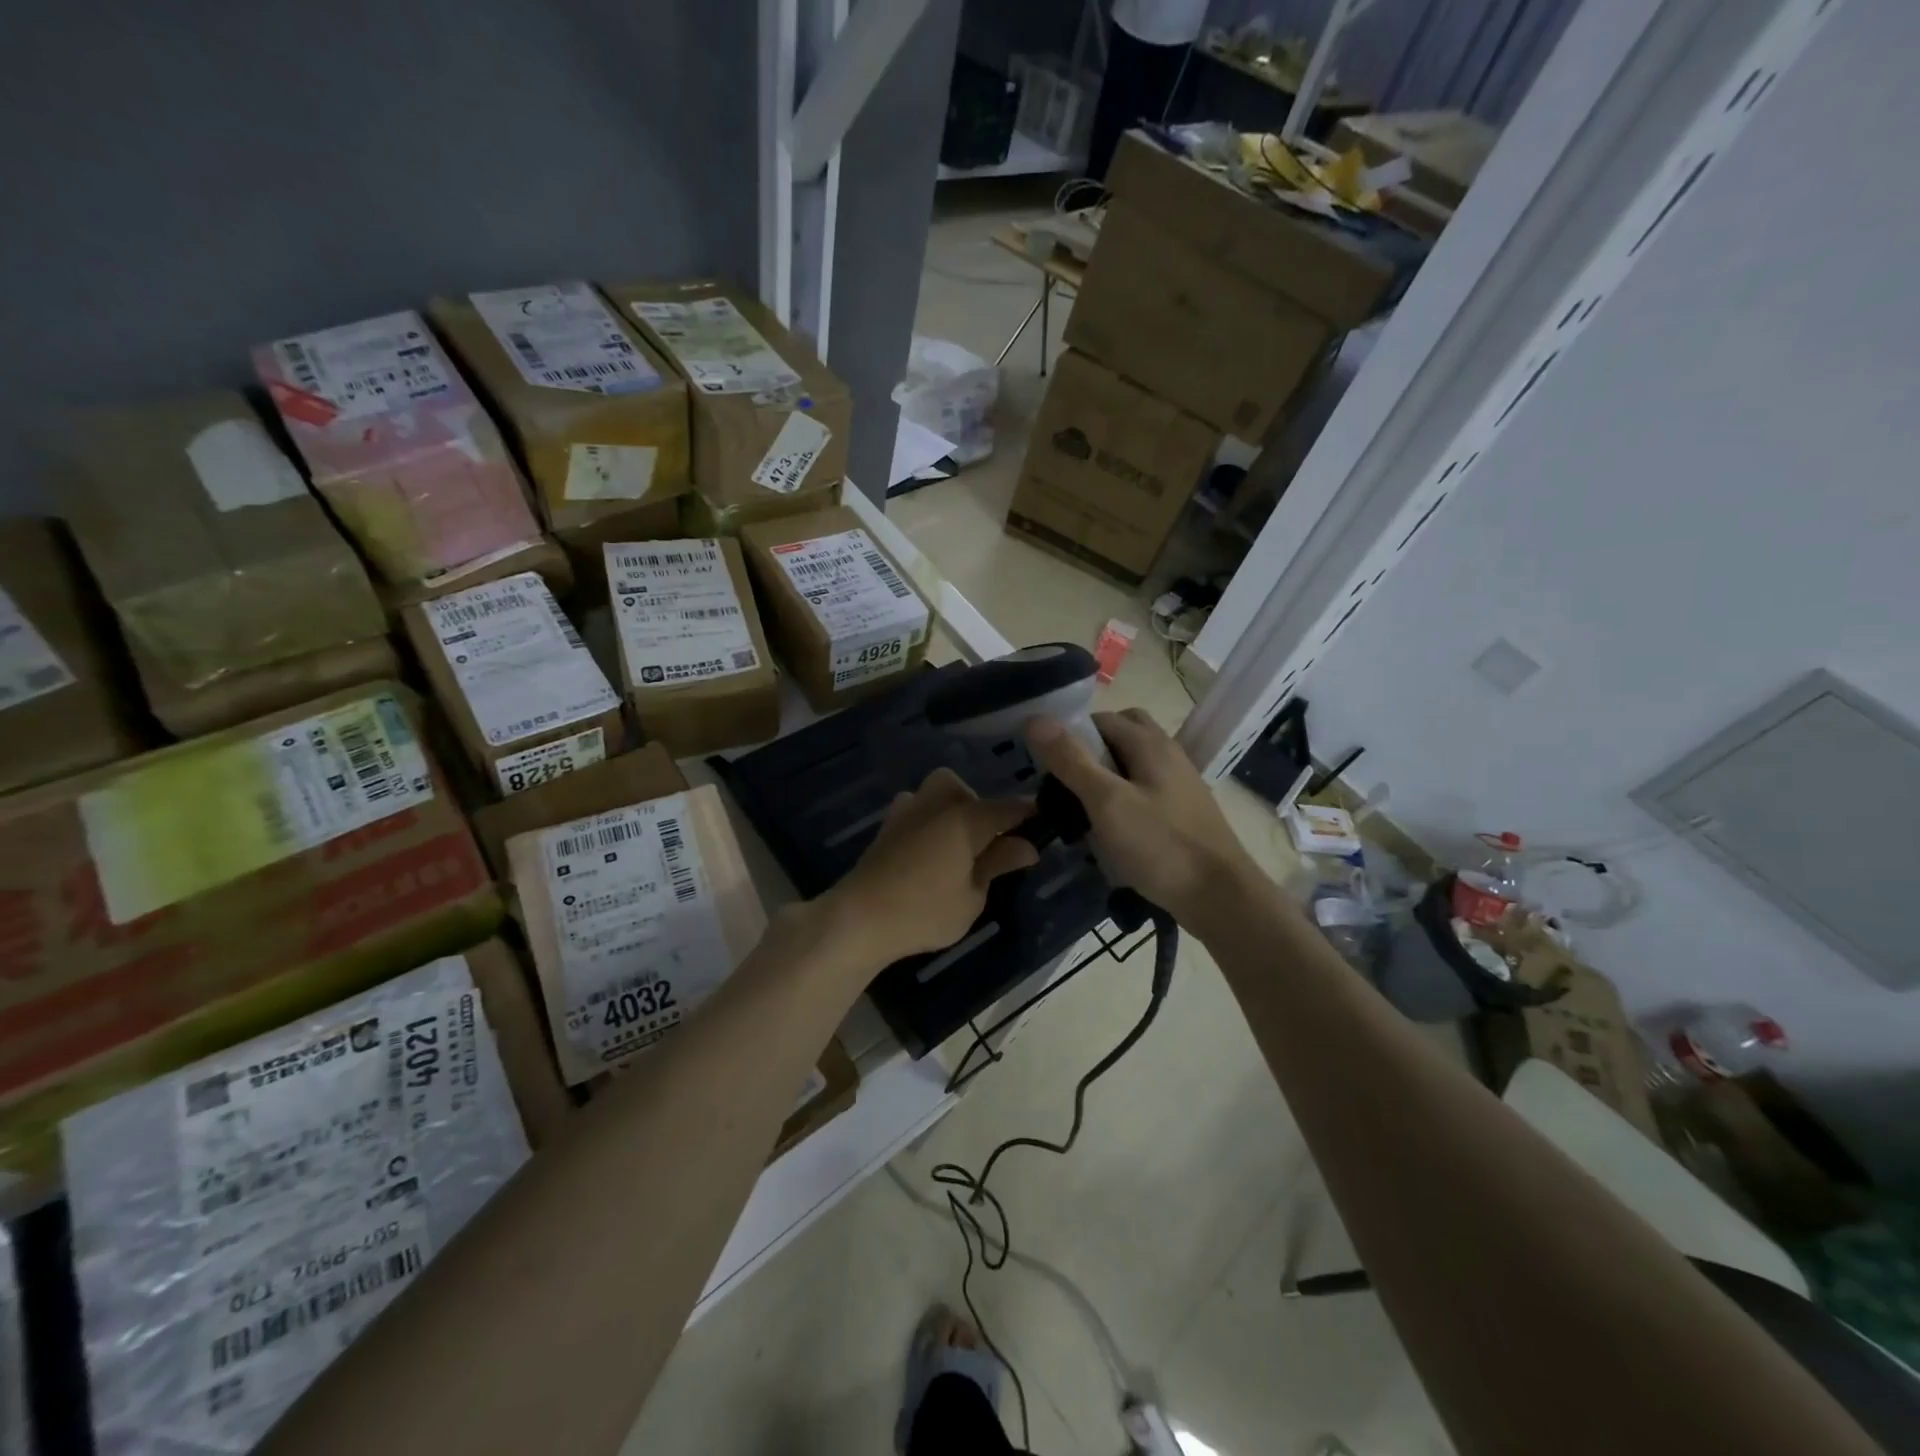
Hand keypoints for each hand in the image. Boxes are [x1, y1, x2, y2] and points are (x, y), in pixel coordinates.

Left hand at [820, 768, 1038, 967]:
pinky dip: (928, 823)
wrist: (858, 918)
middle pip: (962, 789)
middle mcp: (935, 804)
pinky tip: (929, 854)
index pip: (1007, 807)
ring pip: (934, 794)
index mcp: (964, 817)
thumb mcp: (972, 895)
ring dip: (950, 811)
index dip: (1028, 814)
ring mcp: (906, 812)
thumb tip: (1027, 845)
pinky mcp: (886, 828)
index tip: (1044, 823)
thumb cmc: (924, 910)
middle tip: (986, 843)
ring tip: (957, 848)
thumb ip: (998, 864)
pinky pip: (915, 811)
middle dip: (978, 807)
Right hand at [1026, 710, 1259, 926]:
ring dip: (1106, 775)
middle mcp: (1168, 753)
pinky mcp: (1183, 810)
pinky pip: (1145, 789)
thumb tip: (1035, 718)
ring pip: (1134, 763)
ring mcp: (1179, 782)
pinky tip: (1110, 827)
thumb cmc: (1160, 845)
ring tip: (1080, 806)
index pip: (1100, 719)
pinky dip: (1123, 797)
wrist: (1220, 896)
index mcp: (1150, 743)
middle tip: (1065, 781)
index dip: (1069, 735)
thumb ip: (1072, 760)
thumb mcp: (1107, 802)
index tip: (1044, 764)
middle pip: (1122, 734)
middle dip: (1090, 751)